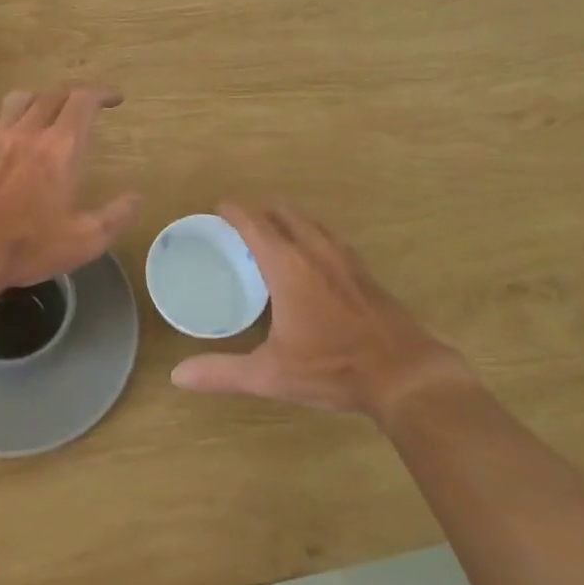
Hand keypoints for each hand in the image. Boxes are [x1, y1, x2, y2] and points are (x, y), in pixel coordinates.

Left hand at [0, 86, 140, 300]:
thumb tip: (136, 197)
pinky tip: (4, 127)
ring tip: (47, 112)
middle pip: (53, 95)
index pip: (83, 101)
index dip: (102, 93)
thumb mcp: (85, 240)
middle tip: (86, 107)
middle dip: (74, 95)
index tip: (115, 99)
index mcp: (60, 148)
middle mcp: (28, 133)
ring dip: (39, 99)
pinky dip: (1, 116)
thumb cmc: (28, 246)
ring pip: (19, 100)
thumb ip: (116, 216)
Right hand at [170, 203, 474, 421]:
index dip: (234, 211)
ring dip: (289, 221)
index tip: (219, 207)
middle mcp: (315, 252)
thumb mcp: (271, 374)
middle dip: (261, 211)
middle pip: (285, 214)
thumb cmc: (333, 368)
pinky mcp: (365, 273)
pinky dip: (313, 237)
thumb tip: (178, 376)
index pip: (255, 224)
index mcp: (288, 266)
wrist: (405, 375)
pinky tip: (313, 260)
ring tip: (274, 236)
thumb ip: (223, 372)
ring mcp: (345, 259)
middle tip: (242, 225)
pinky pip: (331, 239)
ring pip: (311, 223)